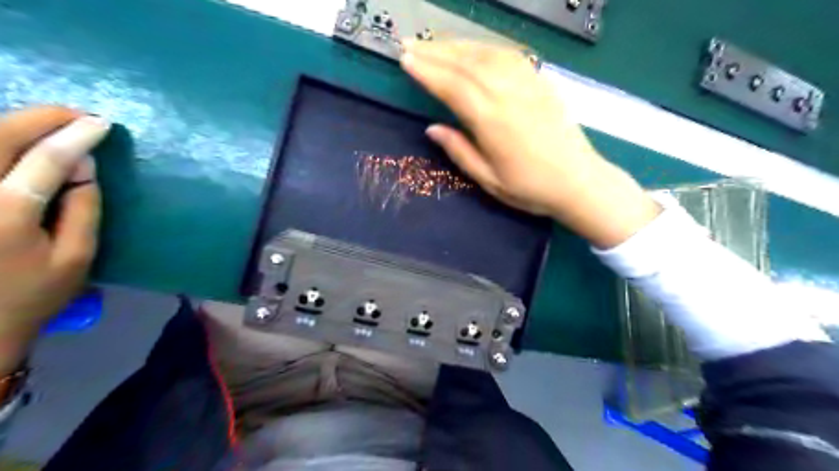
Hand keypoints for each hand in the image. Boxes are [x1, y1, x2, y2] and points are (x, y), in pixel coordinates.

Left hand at [1, 107, 108, 373]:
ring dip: (11, 123)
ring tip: (48, 122)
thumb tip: (86, 164)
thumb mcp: (77, 257)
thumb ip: (84, 207)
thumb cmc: (30, 294)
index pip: (47, 159)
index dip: (76, 136)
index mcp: (6, 215)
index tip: (102, 122)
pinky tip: (13, 141)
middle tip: (76, 114)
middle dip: (39, 118)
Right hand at [400, 40, 662, 246]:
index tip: (406, 61)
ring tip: (434, 44)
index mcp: (492, 121)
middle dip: (434, 52)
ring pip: (486, 54)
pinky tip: (474, 49)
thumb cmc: (530, 187)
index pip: (452, 87)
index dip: (427, 72)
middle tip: (410, 46)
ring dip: (457, 46)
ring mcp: (527, 84)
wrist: (579, 181)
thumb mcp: (488, 180)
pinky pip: (509, 55)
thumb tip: (432, 129)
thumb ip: (459, 151)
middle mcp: (508, 94)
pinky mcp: (541, 82)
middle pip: (466, 64)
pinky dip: (485, 47)